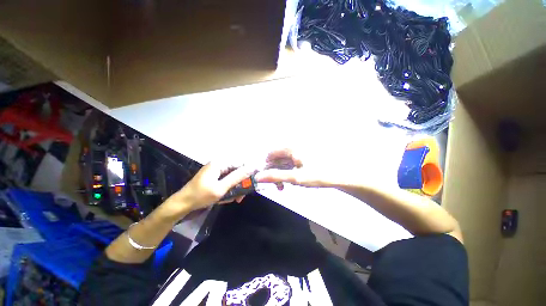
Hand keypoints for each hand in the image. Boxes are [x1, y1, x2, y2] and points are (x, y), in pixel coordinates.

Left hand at [162, 162, 253, 219]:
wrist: (182, 205)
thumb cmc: (201, 196)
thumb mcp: (221, 188)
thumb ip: (238, 177)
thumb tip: (253, 167)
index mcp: (220, 163)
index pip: (241, 163)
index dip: (248, 172)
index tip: (252, 184)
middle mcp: (219, 164)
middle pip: (237, 171)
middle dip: (240, 184)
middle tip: (241, 197)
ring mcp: (216, 171)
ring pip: (232, 178)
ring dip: (234, 189)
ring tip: (233, 199)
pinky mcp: (214, 177)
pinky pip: (226, 181)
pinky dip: (228, 189)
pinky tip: (225, 198)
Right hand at [254, 149, 336, 189]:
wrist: (340, 175)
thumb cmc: (318, 174)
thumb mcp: (295, 177)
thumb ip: (276, 177)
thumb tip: (258, 177)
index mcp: (291, 147)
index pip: (271, 154)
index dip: (267, 166)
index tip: (268, 178)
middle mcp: (294, 147)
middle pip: (277, 158)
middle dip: (274, 172)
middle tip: (278, 186)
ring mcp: (299, 152)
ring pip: (283, 161)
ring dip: (281, 173)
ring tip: (284, 186)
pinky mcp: (304, 157)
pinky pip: (291, 163)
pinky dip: (288, 171)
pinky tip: (292, 180)